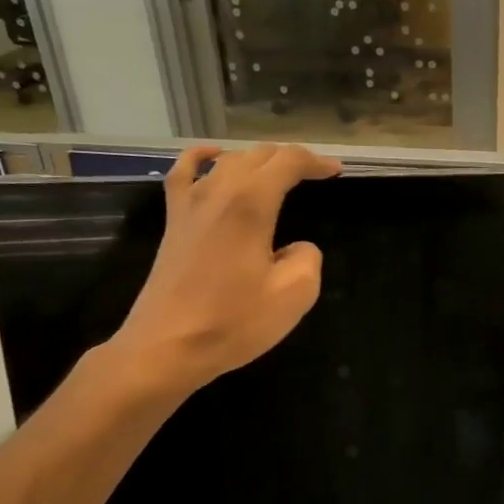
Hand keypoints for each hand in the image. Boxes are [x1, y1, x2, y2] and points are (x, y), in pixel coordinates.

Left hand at [103, 143, 340, 397]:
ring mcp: (189, 204)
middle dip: (290, 159)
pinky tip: (213, 157)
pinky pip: (184, 172)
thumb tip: (295, 248)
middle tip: (315, 174)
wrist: (167, 348)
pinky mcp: (173, 222)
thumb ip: (307, 258)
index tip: (336, 172)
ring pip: (227, 161)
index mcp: (250, 203)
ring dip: (257, 160)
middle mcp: (217, 191)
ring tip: (278, 172)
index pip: (287, 162)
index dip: (315, 162)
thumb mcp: (294, 295)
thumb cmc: (233, 322)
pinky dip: (203, 158)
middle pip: (257, 156)